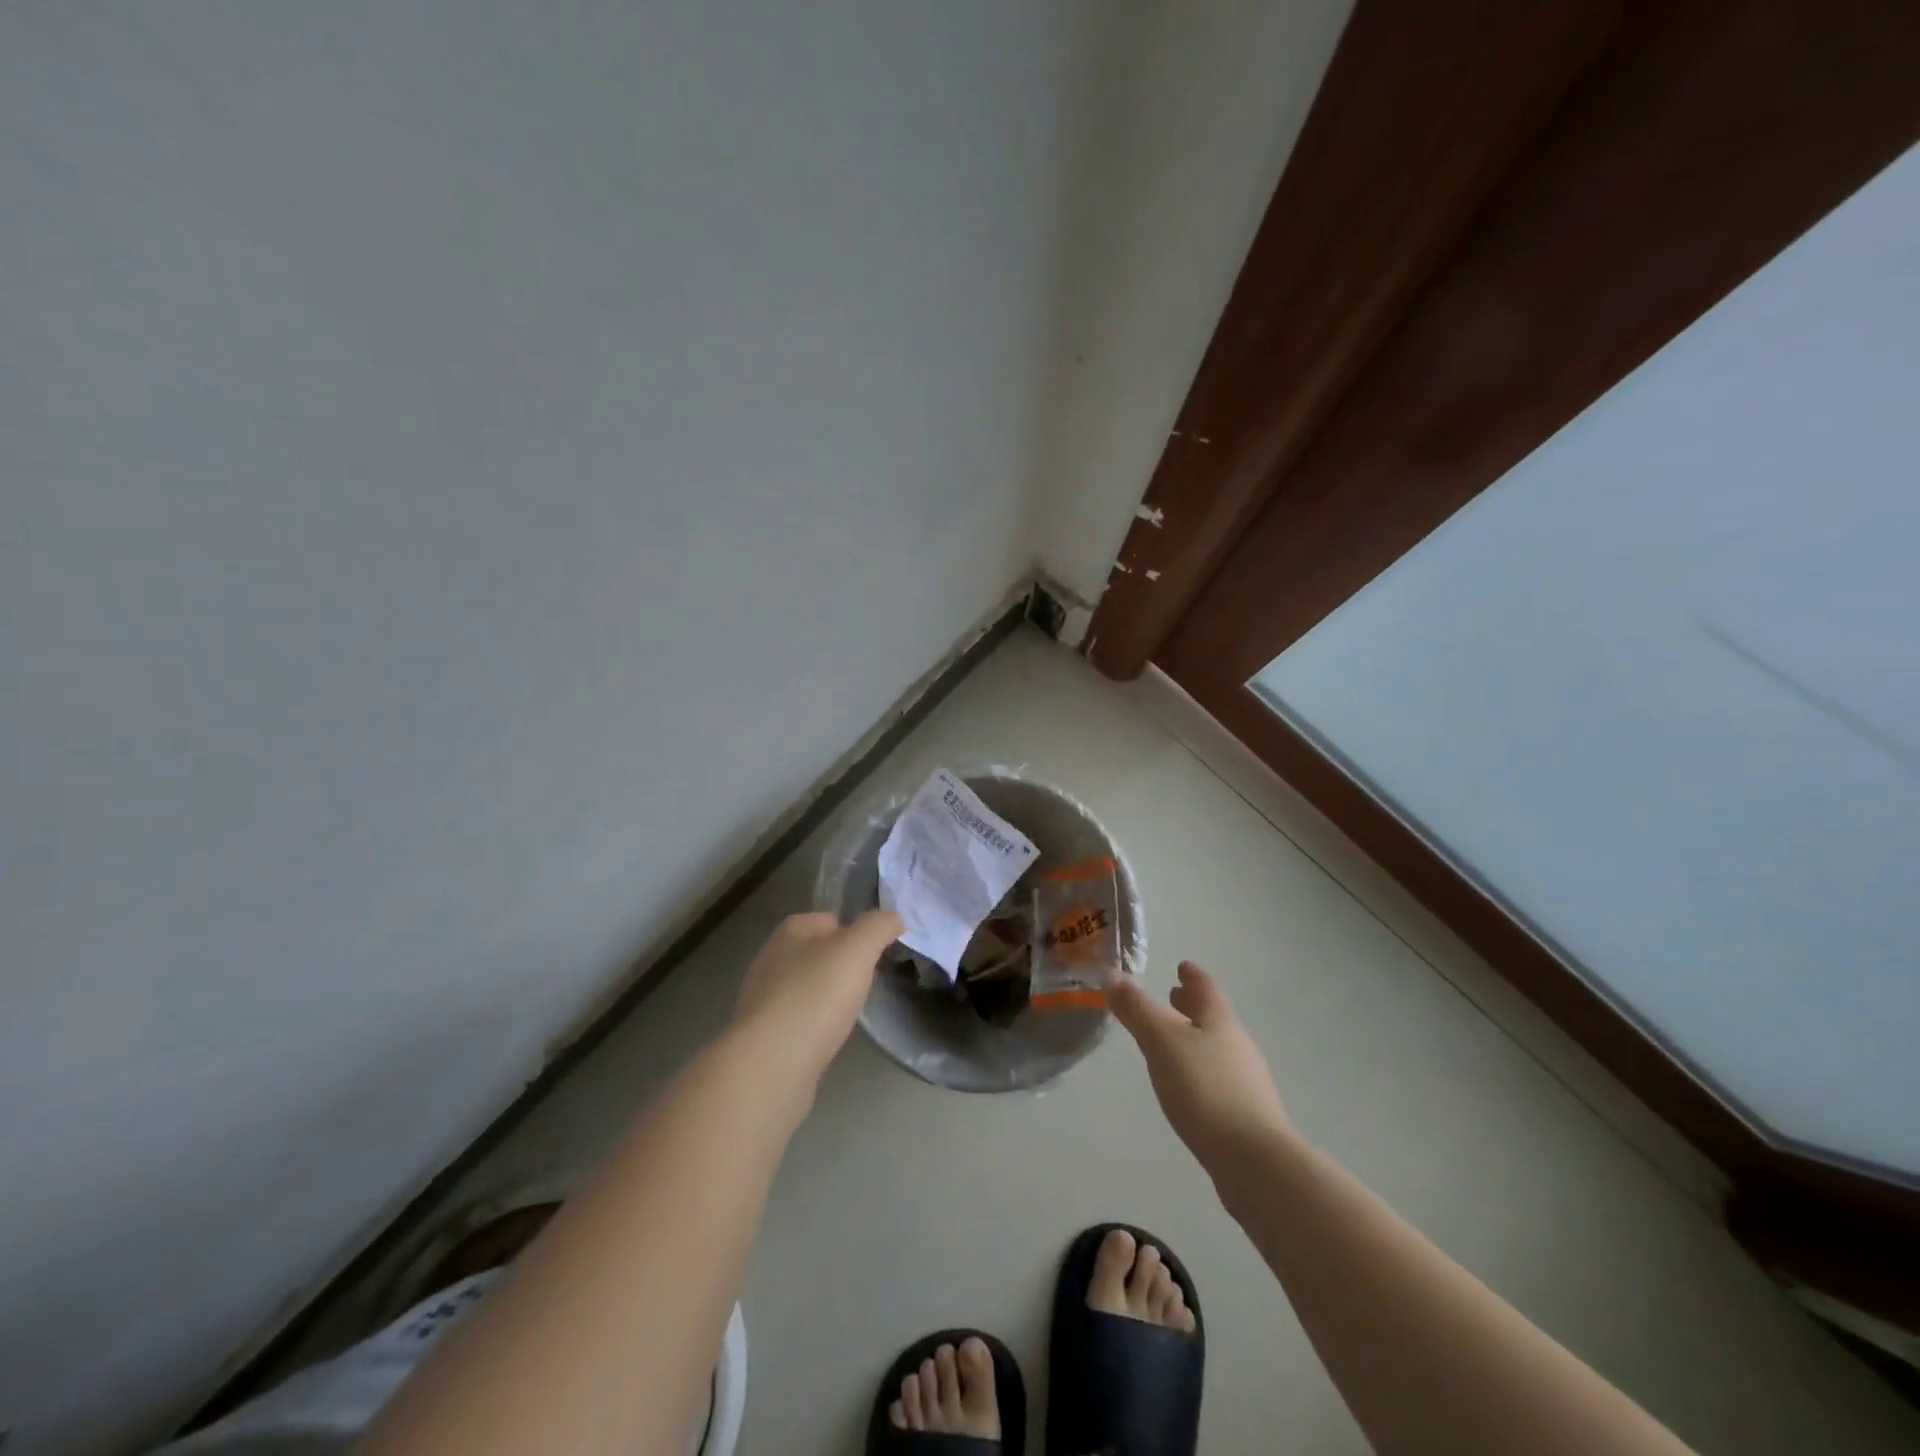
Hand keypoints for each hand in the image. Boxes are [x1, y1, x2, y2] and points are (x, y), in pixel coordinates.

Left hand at [730, 910, 902, 1084]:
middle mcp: (771, 960)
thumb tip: (894, 917)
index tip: (876, 951)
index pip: (828, 919)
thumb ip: (878, 927)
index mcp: (789, 933)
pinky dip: (816, 1025)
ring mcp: (764, 1001)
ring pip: (807, 988)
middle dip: (841, 965)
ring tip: (852, 1011)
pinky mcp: (765, 1038)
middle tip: (868, 981)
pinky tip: (829, 1037)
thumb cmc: (815, 997)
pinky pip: (798, 1021)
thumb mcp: (857, 950)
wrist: (770, 1067)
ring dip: (828, 997)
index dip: (854, 930)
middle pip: (816, 953)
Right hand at [1108, 961, 1292, 1171]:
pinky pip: (1220, 1078)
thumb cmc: (1205, 1089)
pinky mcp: (1248, 1115)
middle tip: (1172, 997)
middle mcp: (1238, 1045)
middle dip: (1192, 1006)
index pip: (1206, 987)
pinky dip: (1202, 1069)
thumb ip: (1136, 1009)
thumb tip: (1112, 975)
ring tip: (1173, 1042)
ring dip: (1196, 1038)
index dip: (1192, 975)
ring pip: (1217, 1047)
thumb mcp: (1161, 1042)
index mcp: (1220, 1021)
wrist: (1255, 1161)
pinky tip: (1188, 1087)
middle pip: (1214, 1017)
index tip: (1182, 966)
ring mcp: (1248, 1081)